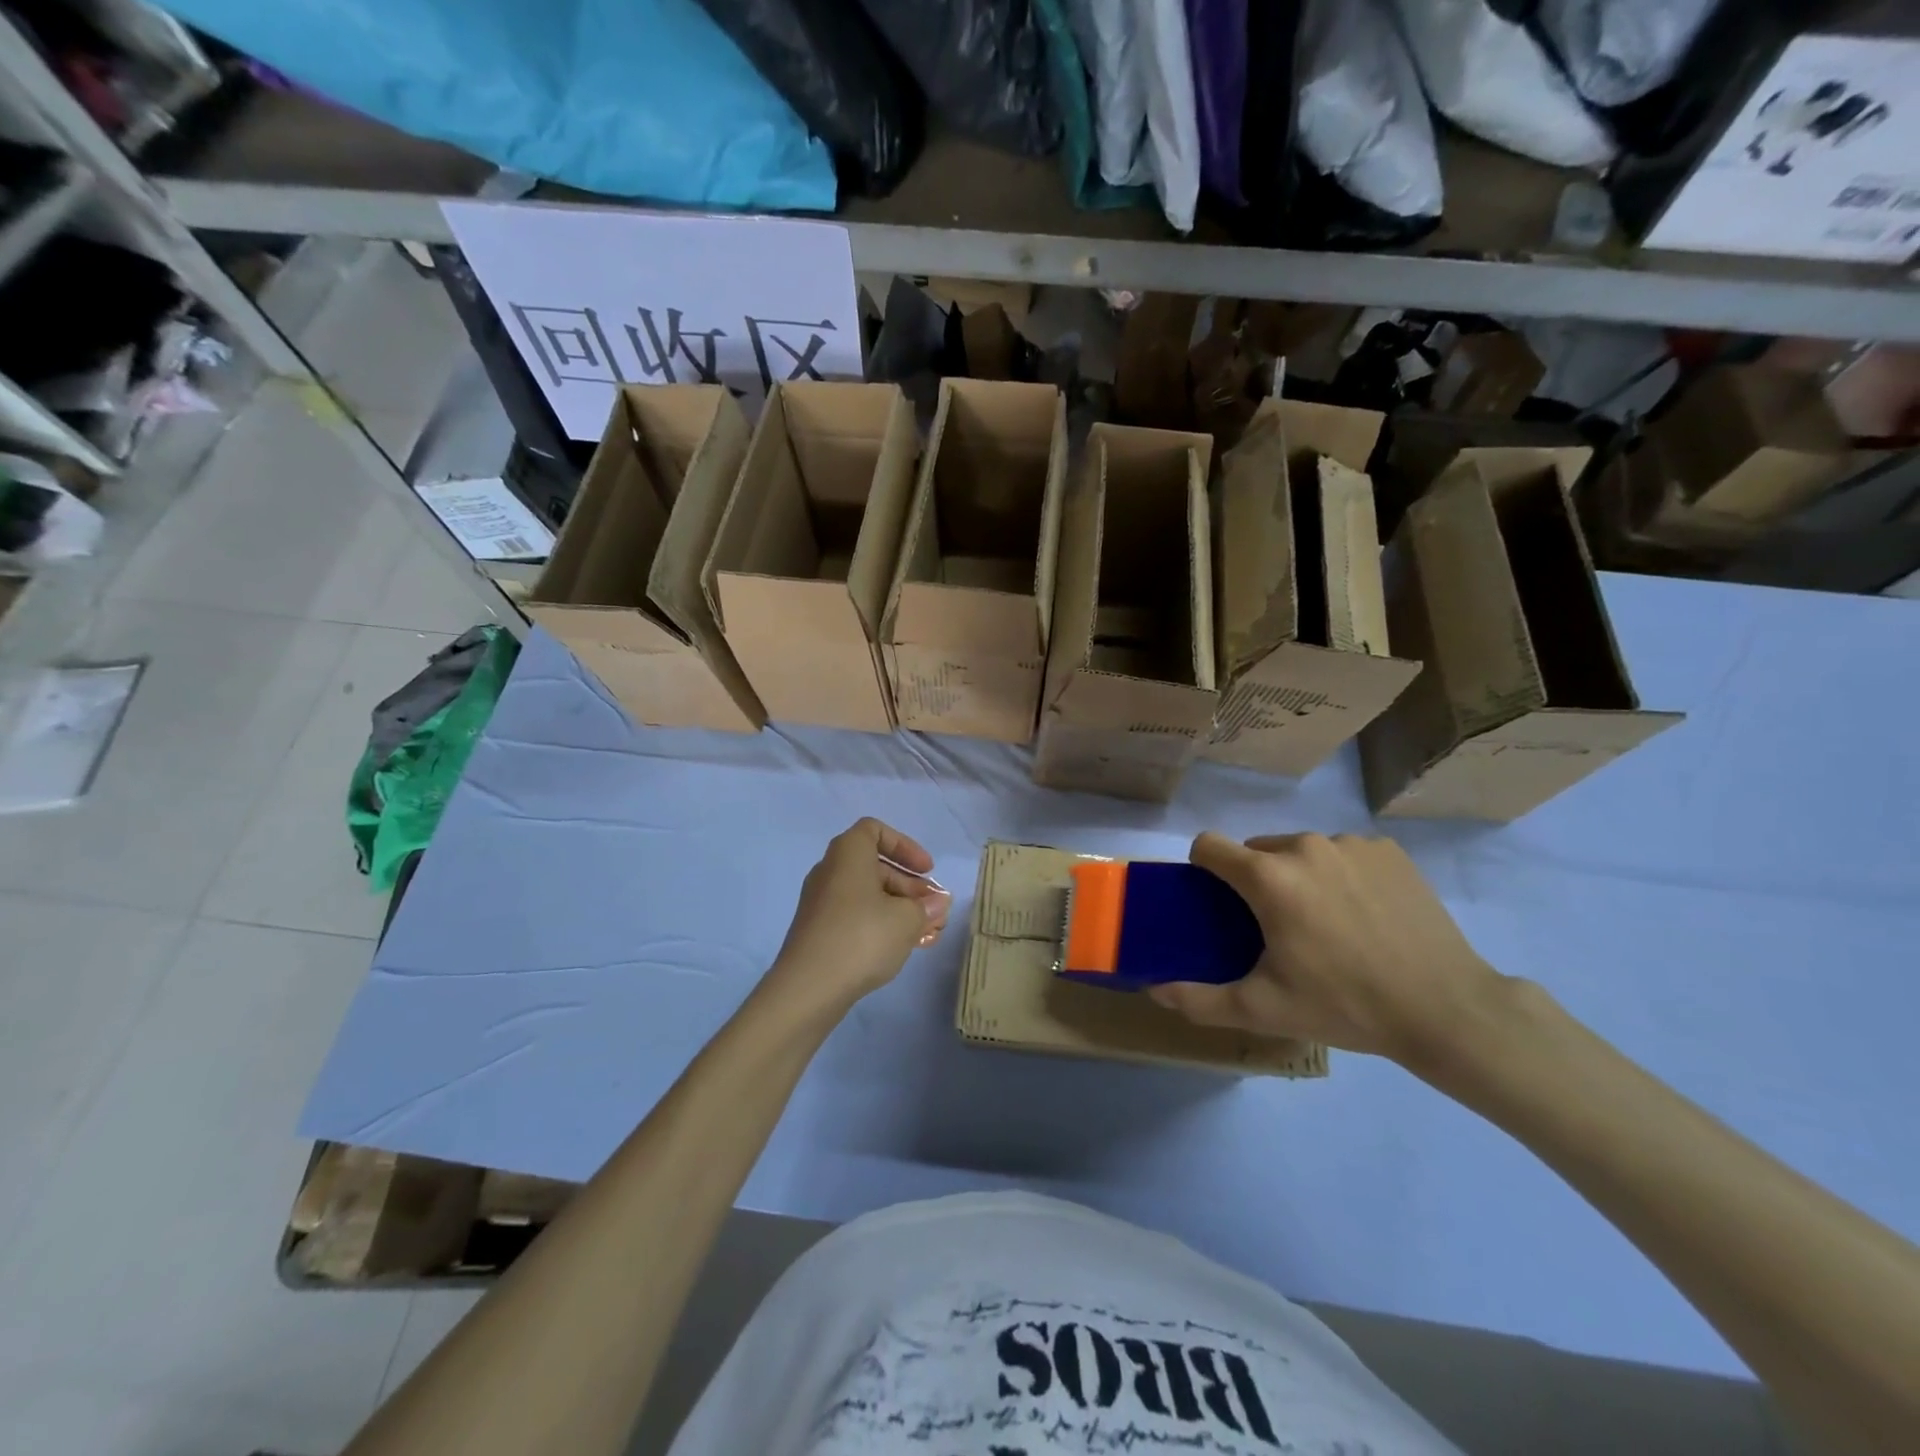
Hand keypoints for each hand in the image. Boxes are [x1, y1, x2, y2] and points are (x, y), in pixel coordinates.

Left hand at [764, 818, 951, 1015]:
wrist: (808, 988)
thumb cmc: (862, 938)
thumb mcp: (907, 920)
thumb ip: (927, 907)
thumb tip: (938, 903)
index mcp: (848, 854)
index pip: (874, 830)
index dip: (905, 846)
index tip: (927, 870)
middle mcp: (830, 871)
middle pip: (875, 866)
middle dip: (910, 886)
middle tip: (934, 909)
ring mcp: (821, 903)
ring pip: (868, 895)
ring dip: (899, 908)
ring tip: (927, 933)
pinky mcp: (818, 931)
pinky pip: (856, 917)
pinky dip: (881, 924)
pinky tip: (903, 947)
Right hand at [1149, 831, 1507, 1069]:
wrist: (1446, 1010)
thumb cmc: (1344, 1005)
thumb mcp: (1264, 1009)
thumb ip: (1200, 1000)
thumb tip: (1154, 990)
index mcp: (1268, 877)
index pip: (1209, 845)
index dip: (1202, 869)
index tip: (1217, 902)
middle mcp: (1305, 846)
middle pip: (1257, 850)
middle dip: (1256, 880)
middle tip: (1277, 928)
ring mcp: (1351, 844)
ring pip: (1302, 851)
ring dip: (1299, 876)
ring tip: (1327, 924)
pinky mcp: (1388, 851)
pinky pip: (1343, 853)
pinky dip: (1341, 875)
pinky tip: (1364, 914)